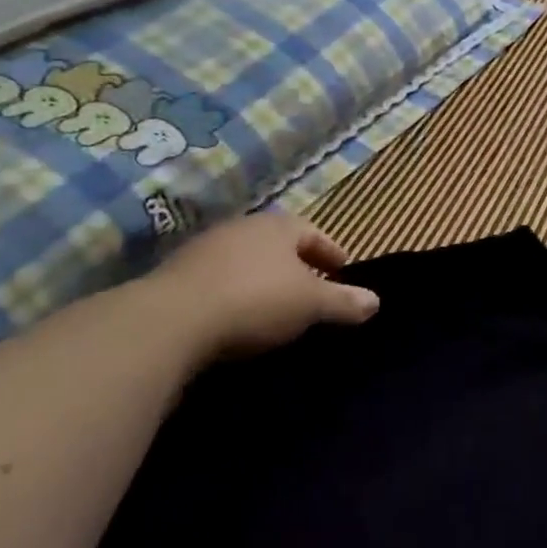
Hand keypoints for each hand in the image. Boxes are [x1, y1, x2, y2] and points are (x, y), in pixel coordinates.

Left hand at [144, 213, 378, 360]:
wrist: (170, 321)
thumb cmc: (255, 300)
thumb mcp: (311, 304)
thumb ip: (344, 301)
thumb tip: (376, 301)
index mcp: (278, 226)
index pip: (313, 233)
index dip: (331, 252)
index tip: (342, 271)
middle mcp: (241, 228)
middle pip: (277, 245)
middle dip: (296, 265)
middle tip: (311, 290)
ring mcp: (203, 250)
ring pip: (245, 262)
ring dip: (261, 280)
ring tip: (274, 307)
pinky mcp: (173, 277)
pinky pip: (216, 282)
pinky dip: (232, 295)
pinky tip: (235, 319)